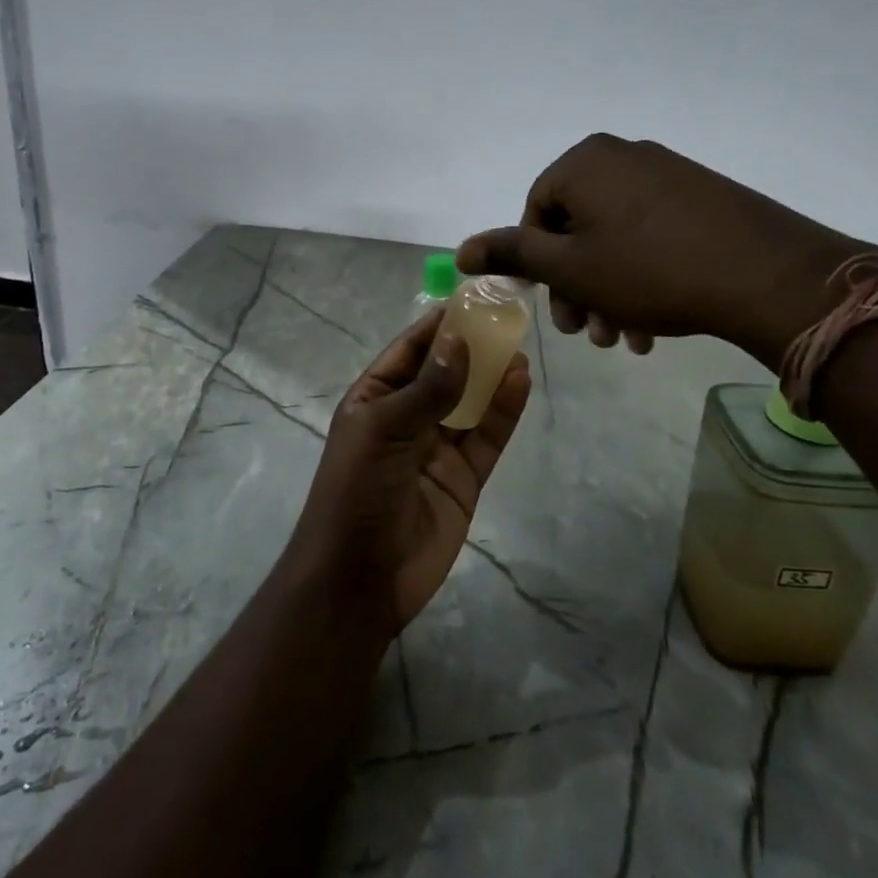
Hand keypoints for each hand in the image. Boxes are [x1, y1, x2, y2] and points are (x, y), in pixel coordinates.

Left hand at [286, 310, 530, 633]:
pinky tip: (520, 382)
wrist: (361, 578)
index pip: (409, 351)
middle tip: (506, 316)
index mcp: (374, 399)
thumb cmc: (357, 492)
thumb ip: (426, 389)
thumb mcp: (384, 430)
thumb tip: (459, 342)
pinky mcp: (464, 478)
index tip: (471, 299)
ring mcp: (437, 448)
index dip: (439, 326)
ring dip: (491, 375)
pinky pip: (487, 437)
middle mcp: (406, 418)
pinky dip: (503, 411)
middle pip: (444, 373)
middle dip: (471, 346)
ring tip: (518, 344)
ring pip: (470, 402)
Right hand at [456, 133, 869, 368]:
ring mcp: (668, 175)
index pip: (536, 214)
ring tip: (625, 339)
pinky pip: (653, 236)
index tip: (558, 308)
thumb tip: (461, 250)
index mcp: (585, 162)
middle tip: (588, 333)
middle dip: (577, 288)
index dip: (540, 267)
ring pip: (616, 239)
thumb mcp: (569, 268)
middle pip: (577, 229)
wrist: (766, 275)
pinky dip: (643, 277)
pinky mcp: (703, 197)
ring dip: (610, 292)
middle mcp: (624, 157)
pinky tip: (654, 325)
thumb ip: (513, 255)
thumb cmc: (648, 269)